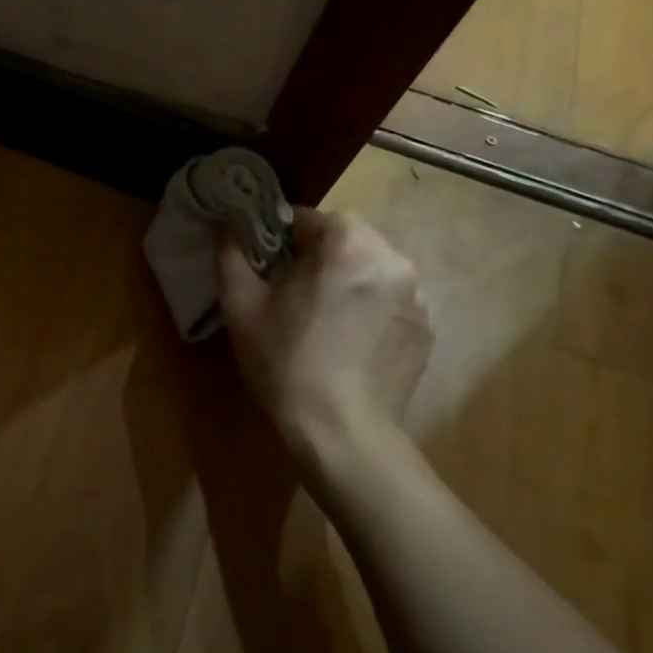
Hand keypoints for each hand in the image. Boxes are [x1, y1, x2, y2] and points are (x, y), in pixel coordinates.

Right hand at [217, 208, 431, 484]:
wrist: (340, 432)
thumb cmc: (284, 361)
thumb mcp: (240, 304)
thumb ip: (231, 252)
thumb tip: (225, 223)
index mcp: (348, 242)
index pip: (306, 219)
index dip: (278, 239)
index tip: (263, 268)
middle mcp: (393, 259)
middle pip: (344, 242)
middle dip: (316, 260)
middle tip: (288, 296)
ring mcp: (418, 296)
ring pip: (369, 272)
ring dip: (346, 283)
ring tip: (321, 322)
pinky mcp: (426, 329)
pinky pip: (390, 302)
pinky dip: (369, 310)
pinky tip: (348, 344)